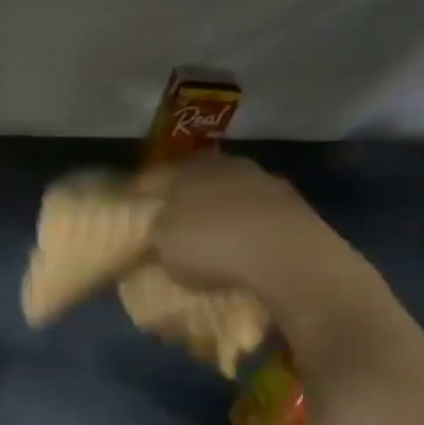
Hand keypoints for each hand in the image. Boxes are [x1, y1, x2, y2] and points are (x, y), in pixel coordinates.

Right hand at [138, 153, 368, 319]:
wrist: (290, 260)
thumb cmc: (211, 244)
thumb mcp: (160, 244)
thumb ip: (149, 231)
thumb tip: (148, 230)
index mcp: (186, 166)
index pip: (150, 177)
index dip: (137, 200)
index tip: (130, 221)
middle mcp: (225, 164)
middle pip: (191, 184)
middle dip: (178, 205)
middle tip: (165, 232)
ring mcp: (263, 182)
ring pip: (225, 197)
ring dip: (214, 216)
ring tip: (204, 245)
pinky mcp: (292, 206)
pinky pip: (254, 217)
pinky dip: (243, 230)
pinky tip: (238, 252)